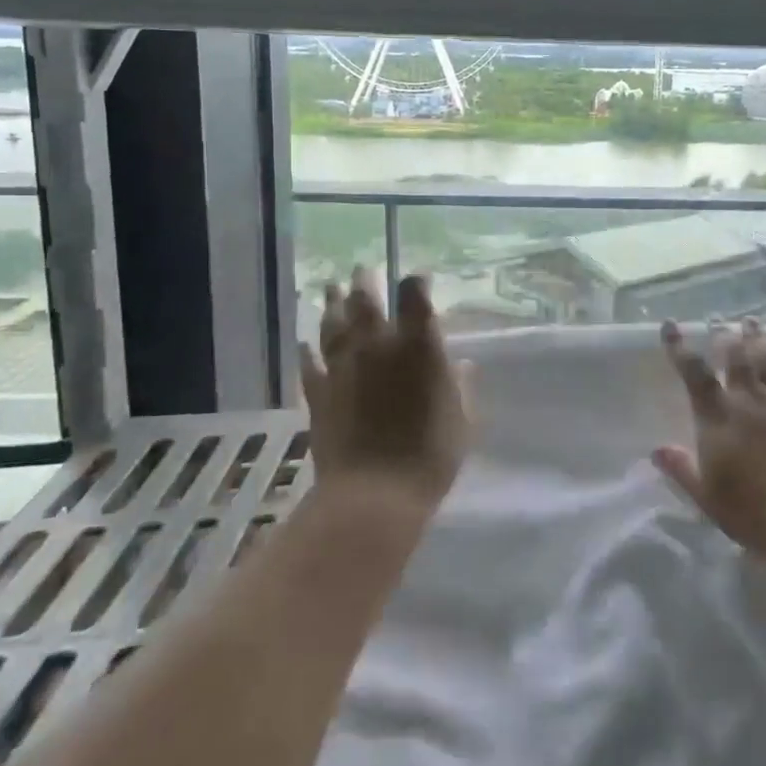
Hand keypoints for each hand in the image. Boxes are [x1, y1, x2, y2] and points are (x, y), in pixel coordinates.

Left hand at [300, 269, 472, 509]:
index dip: (415, 281)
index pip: (414, 295)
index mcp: (417, 345)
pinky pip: (309, 364)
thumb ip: (460, 386)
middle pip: (365, 301)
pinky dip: (307, 351)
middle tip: (361, 270)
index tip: (417, 278)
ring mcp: (342, 366)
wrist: (372, 496)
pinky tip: (303, 342)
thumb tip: (460, 365)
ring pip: (332, 324)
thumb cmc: (430, 456)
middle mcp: (376, 345)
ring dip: (331, 304)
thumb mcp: (462, 420)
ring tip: (329, 288)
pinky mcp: (317, 392)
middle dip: (364, 282)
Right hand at [654, 318, 765, 557]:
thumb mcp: (708, 498)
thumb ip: (682, 470)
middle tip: (720, 321)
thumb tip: (656, 449)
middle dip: (725, 338)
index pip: (695, 376)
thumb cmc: (755, 512)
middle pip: (735, 360)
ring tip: (752, 323)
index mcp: (718, 420)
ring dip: (757, 340)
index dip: (680, 349)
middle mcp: (749, 402)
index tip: (671, 326)